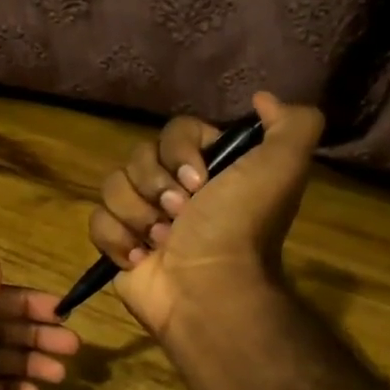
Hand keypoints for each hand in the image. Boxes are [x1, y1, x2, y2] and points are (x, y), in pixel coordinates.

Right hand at [88, 93, 323, 339]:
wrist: (208, 290)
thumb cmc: (239, 228)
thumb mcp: (283, 168)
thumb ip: (292, 124)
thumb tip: (262, 99)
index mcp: (209, 167)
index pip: (173, 130)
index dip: (180, 152)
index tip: (199, 182)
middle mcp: (174, 188)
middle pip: (138, 157)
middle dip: (156, 187)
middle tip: (181, 216)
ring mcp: (143, 217)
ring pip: (112, 186)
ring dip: (137, 215)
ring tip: (161, 242)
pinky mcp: (118, 245)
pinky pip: (97, 221)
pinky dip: (117, 239)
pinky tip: (141, 258)